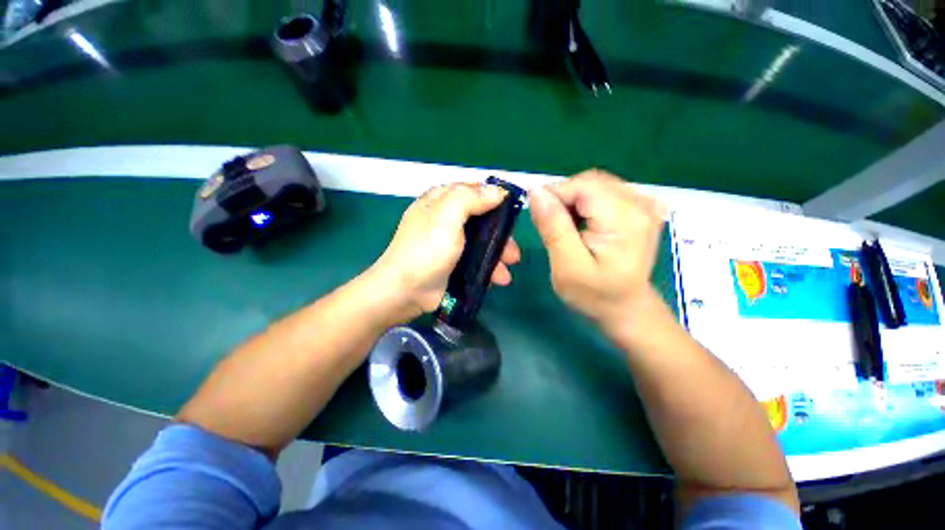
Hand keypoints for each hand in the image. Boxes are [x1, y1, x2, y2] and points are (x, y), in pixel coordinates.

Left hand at [373, 183, 521, 320]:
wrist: (406, 290)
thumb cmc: (426, 250)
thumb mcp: (447, 216)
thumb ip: (471, 198)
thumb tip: (498, 191)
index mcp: (441, 201)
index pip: (473, 191)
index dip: (494, 199)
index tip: (513, 212)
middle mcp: (445, 219)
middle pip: (481, 220)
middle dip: (500, 236)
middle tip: (513, 253)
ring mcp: (449, 243)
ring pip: (481, 242)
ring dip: (497, 257)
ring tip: (505, 275)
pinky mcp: (452, 263)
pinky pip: (475, 260)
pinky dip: (487, 268)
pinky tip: (496, 280)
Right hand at [529, 170, 664, 332]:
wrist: (625, 307)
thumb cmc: (594, 294)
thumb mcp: (566, 266)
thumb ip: (553, 227)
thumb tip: (536, 192)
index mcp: (625, 218)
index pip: (582, 186)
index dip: (555, 196)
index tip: (540, 219)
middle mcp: (641, 203)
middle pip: (589, 182)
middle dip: (563, 199)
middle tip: (553, 228)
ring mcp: (644, 203)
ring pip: (594, 185)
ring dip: (573, 203)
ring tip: (568, 230)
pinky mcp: (640, 208)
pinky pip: (603, 193)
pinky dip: (585, 205)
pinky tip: (583, 225)